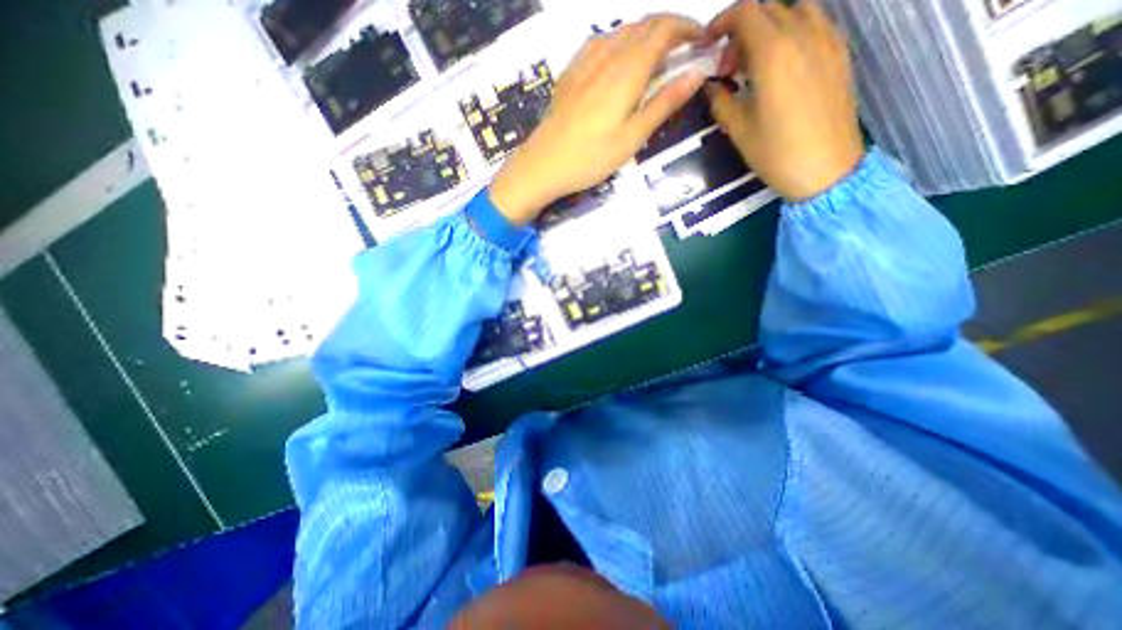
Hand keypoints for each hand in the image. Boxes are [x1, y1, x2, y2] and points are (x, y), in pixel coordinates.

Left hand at [489, 12, 697, 226]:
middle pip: (644, 26)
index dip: (688, 28)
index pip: (664, 30)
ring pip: (621, 32)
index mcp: (627, 71)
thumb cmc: (591, 158)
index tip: (704, 41)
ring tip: (656, 58)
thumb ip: (663, 103)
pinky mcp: (570, 74)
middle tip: (684, 52)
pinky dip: (620, 42)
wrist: (543, 165)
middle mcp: (607, 56)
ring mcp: (584, 63)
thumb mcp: (632, 138)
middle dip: (670, 30)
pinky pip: (600, 43)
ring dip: (645, 35)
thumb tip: (696, 73)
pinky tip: (620, 60)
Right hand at [703, 0, 861, 198]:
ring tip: (754, 64)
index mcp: (774, 53)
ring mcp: (827, 40)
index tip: (708, 46)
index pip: (745, 12)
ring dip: (768, 27)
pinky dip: (791, 32)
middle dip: (741, 29)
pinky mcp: (839, 53)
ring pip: (794, 9)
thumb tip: (711, 86)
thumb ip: (720, 100)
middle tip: (727, 67)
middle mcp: (803, 34)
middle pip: (769, 7)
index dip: (721, 23)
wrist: (826, 168)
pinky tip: (780, 65)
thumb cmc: (776, 153)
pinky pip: (814, 23)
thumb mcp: (738, 130)